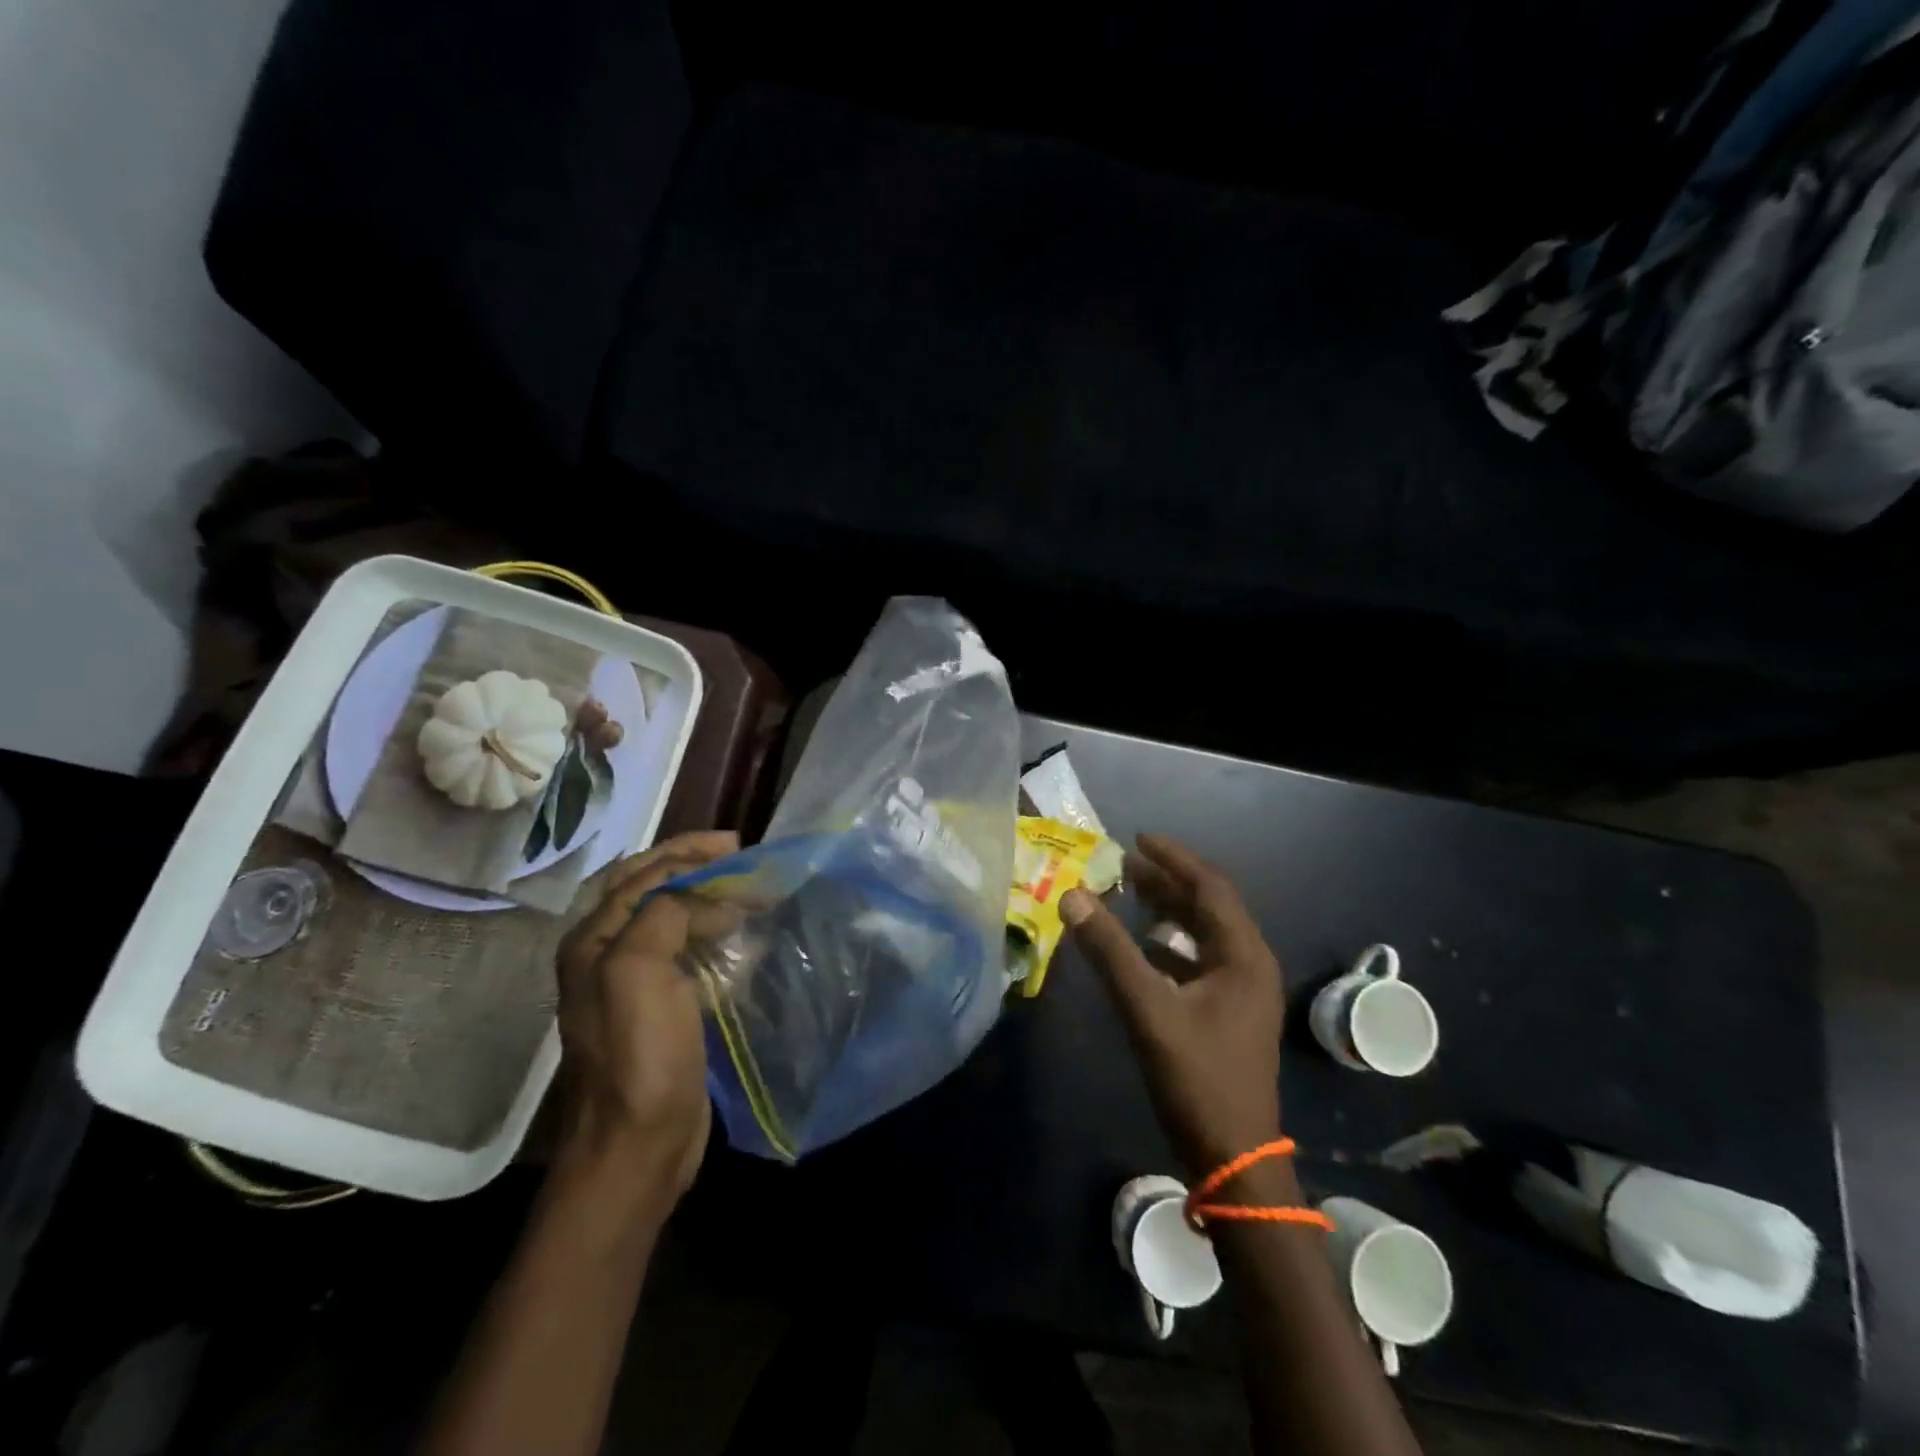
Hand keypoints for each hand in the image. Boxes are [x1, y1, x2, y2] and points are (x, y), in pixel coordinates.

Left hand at [554, 830, 738, 1212]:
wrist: (637, 1144)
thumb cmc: (637, 1054)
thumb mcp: (639, 971)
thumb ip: (665, 914)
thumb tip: (709, 900)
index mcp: (593, 939)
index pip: (643, 874)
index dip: (689, 854)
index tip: (739, 849)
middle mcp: (606, 954)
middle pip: (650, 887)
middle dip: (692, 863)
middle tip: (739, 854)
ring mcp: (634, 983)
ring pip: (671, 918)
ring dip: (706, 896)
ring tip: (745, 890)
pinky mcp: (661, 1008)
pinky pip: (687, 952)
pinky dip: (712, 933)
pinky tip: (739, 937)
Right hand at [1061, 835, 1283, 1178]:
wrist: (1234, 1158)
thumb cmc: (1197, 1079)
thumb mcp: (1148, 1010)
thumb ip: (1110, 952)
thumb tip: (1073, 897)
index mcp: (1243, 955)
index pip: (1210, 886)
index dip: (1174, 858)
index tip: (1136, 839)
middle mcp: (1249, 964)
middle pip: (1208, 905)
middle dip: (1167, 881)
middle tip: (1123, 863)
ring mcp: (1241, 990)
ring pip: (1202, 933)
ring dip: (1167, 911)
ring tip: (1126, 893)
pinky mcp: (1228, 1011)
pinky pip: (1197, 959)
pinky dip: (1167, 944)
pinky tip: (1138, 946)